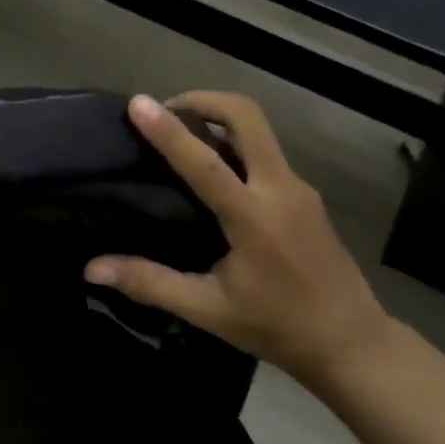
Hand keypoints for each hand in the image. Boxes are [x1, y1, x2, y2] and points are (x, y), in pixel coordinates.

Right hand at [85, 92, 395, 386]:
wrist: (352, 343)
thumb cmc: (277, 327)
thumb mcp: (208, 310)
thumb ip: (150, 283)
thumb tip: (92, 269)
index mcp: (254, 218)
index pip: (204, 162)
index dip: (168, 131)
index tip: (138, 103)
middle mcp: (281, 189)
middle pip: (247, 117)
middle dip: (203, 100)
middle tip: (164, 111)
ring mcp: (299, 188)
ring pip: (259, 129)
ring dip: (218, 117)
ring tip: (181, 132)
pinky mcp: (306, 194)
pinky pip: (266, 150)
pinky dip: (234, 140)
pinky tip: (213, 166)